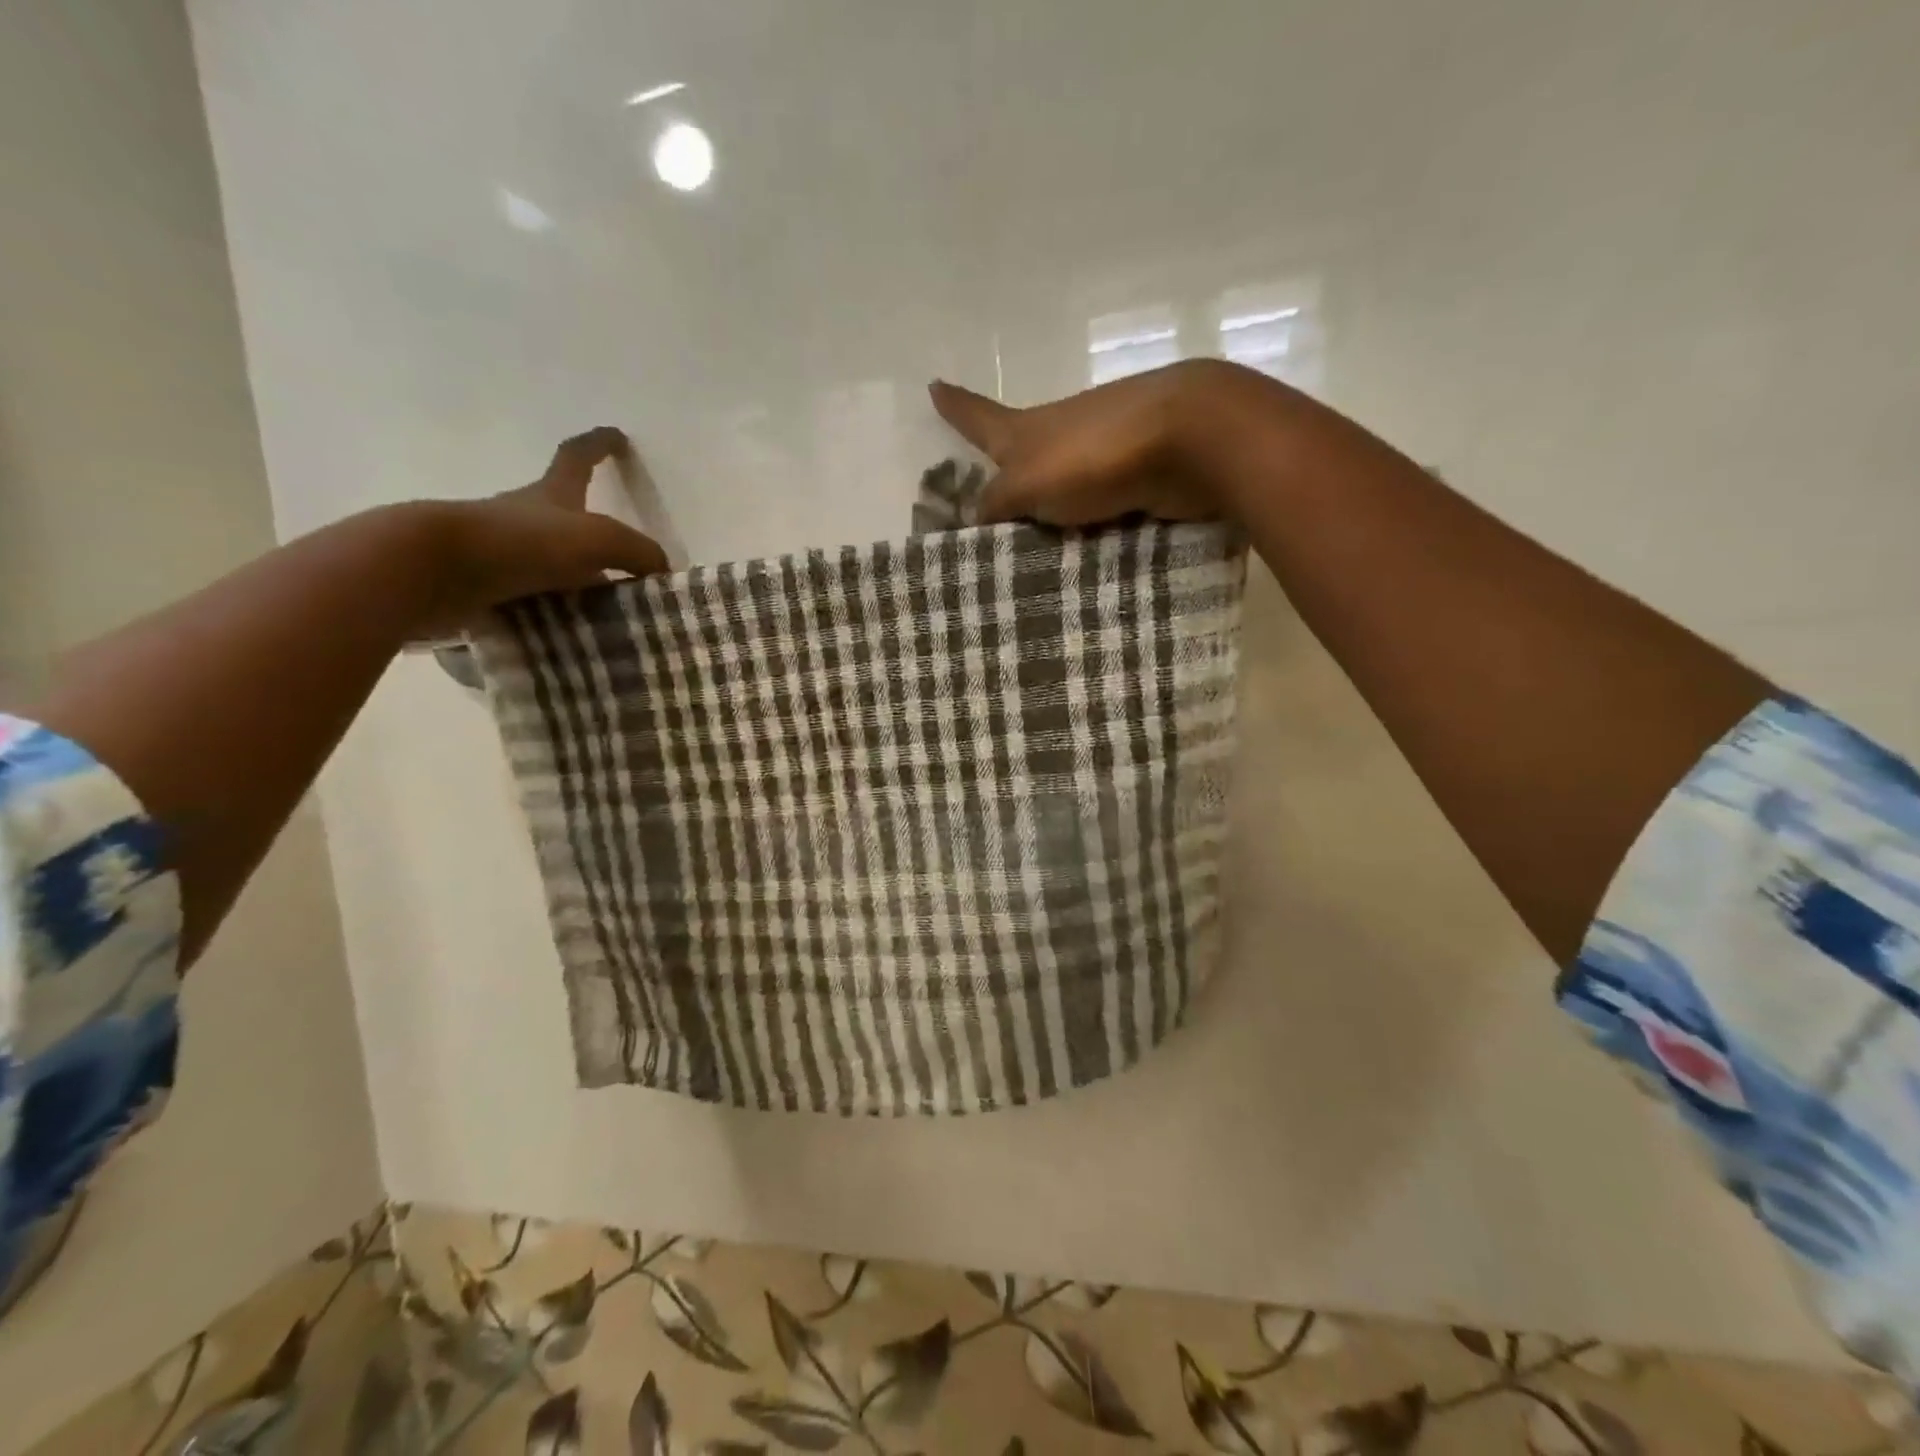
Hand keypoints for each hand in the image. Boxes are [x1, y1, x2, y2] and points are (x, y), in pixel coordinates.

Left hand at [425, 426, 668, 634]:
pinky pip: (532, 597)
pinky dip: (554, 611)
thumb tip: (662, 572)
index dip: (599, 445)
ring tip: (607, 612)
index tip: (616, 436)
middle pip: (565, 514)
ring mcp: (502, 551)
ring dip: (575, 579)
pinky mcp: (485, 586)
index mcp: (550, 493)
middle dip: (593, 532)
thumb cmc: (521, 542)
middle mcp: (524, 515)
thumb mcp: (597, 539)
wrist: (434, 569)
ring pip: (549, 561)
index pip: (577, 456)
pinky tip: (572, 633)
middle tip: (627, 565)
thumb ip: (638, 552)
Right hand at [929, 360, 1267, 525]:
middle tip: (988, 513)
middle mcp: (1062, 436)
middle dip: (1007, 476)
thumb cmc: (1092, 456)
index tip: (933, 385)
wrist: (1189, 441)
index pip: (978, 416)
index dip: (955, 406)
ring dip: (1051, 510)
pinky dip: (1089, 529)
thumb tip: (975, 521)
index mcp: (1027, 430)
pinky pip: (1101, 511)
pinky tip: (1081, 558)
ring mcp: (1104, 455)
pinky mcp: (1140, 479)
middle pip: (1023, 456)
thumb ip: (997, 505)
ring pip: (1065, 488)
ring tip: (1031, 554)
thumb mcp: (1026, 485)